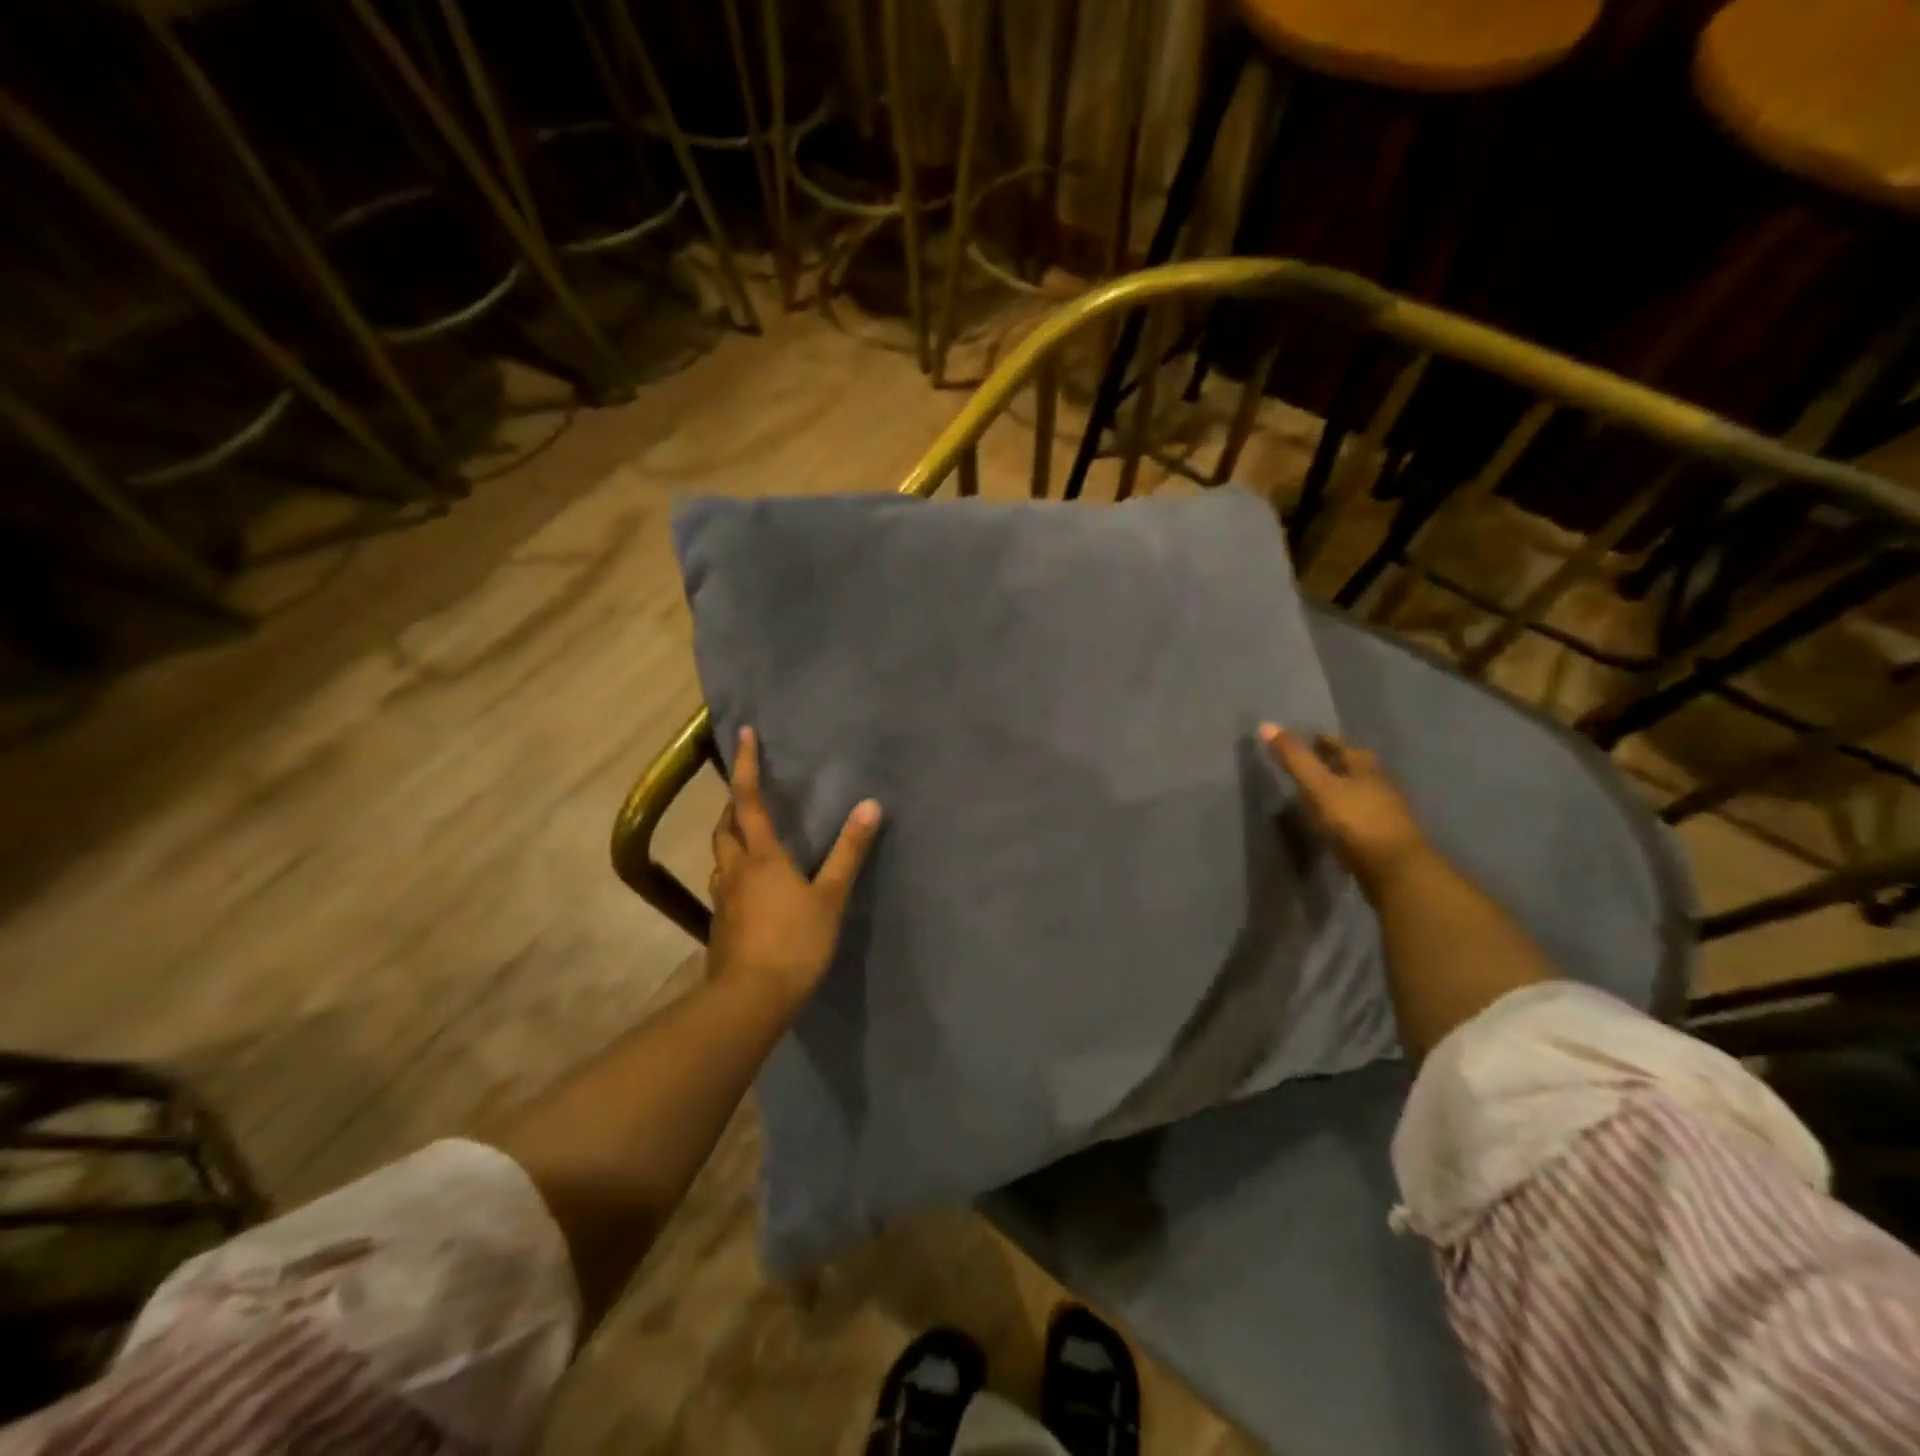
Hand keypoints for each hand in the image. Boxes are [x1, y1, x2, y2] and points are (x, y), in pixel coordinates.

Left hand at [708, 726, 881, 1010]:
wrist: (751, 999)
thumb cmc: (795, 942)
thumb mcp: (830, 896)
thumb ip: (849, 852)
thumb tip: (870, 805)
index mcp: (761, 856)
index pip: (749, 800)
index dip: (746, 766)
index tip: (742, 735)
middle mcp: (734, 870)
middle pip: (725, 828)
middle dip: (733, 806)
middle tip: (748, 795)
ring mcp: (722, 899)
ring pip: (720, 858)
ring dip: (731, 840)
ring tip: (750, 839)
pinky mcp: (720, 926)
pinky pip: (724, 887)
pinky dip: (734, 874)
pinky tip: (750, 890)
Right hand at [1261, 723, 1427, 897]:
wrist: (1396, 870)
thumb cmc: (1355, 820)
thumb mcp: (1318, 786)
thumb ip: (1294, 758)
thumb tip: (1267, 723)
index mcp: (1364, 767)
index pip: (1343, 746)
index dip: (1325, 741)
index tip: (1309, 739)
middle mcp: (1379, 784)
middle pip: (1355, 768)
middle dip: (1336, 763)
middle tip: (1312, 763)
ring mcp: (1386, 813)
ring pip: (1360, 792)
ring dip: (1342, 789)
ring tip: (1318, 792)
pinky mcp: (1384, 839)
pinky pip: (1361, 818)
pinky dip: (1346, 814)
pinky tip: (1334, 823)